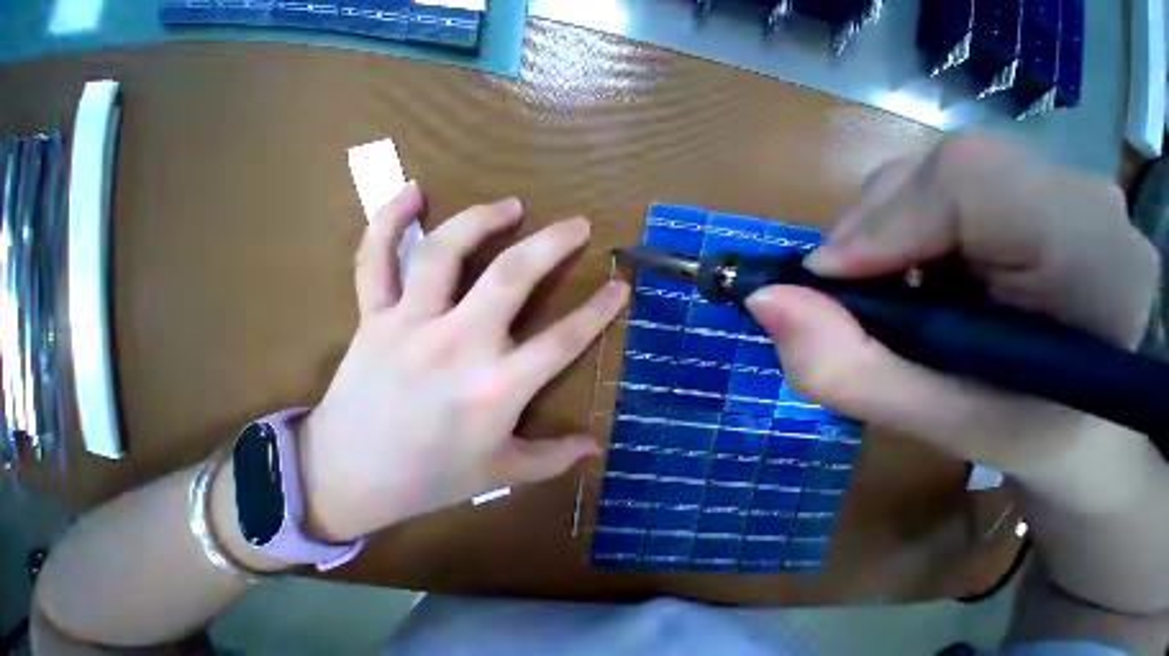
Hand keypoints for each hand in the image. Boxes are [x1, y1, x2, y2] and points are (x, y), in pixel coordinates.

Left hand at [299, 183, 629, 541]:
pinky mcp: (373, 317)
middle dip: (551, 244)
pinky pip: (375, 259)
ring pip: (445, 254)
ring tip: (512, 205)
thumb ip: (552, 458)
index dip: (598, 311)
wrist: (341, 480)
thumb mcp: (500, 473)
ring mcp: (411, 325)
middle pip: (511, 278)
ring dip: (482, 220)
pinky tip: (412, 190)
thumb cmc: (430, 478)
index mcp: (497, 387)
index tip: (620, 286)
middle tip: (577, 224)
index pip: (563, 340)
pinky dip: (388, 220)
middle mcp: (459, 345)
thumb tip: (595, 446)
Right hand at [747, 136, 1160, 511]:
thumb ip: (837, 367)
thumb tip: (762, 299)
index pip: (972, 181)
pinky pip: (934, 186)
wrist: (1078, 417)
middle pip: (945, 169)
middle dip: (868, 229)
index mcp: (1091, 264)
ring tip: (881, 286)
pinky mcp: (1026, 192)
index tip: (829, 278)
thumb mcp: (922, 419)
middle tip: (847, 292)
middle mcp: (1084, 205)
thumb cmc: (1015, 428)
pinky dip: (892, 226)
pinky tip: (905, 270)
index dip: (882, 221)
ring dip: (875, 230)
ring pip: (930, 173)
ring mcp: (1056, 190)